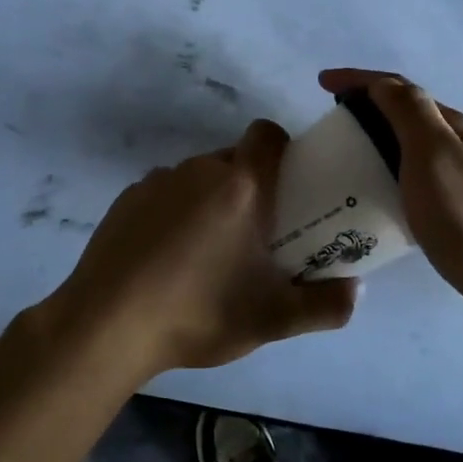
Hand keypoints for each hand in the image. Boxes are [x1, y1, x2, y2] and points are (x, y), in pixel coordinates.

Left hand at [42, 119, 359, 378]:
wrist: (106, 326)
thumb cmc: (198, 312)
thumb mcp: (273, 319)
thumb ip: (326, 305)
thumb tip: (356, 289)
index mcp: (240, 186)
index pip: (268, 134)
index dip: (283, 150)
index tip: (288, 185)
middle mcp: (198, 170)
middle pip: (234, 159)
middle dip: (250, 186)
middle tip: (256, 234)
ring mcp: (156, 181)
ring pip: (198, 178)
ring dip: (211, 201)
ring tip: (207, 254)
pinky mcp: (125, 199)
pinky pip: (164, 194)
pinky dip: (174, 213)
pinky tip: (165, 259)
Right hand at [319, 69, 462, 299]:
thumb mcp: (432, 152)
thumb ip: (408, 111)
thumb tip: (380, 83)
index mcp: (450, 125)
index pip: (397, 88)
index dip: (358, 80)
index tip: (320, 82)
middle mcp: (457, 145)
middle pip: (404, 115)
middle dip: (365, 109)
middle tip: (329, 127)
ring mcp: (461, 179)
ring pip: (409, 149)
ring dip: (376, 143)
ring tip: (343, 161)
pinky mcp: (457, 212)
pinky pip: (413, 182)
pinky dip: (387, 177)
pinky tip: (374, 200)